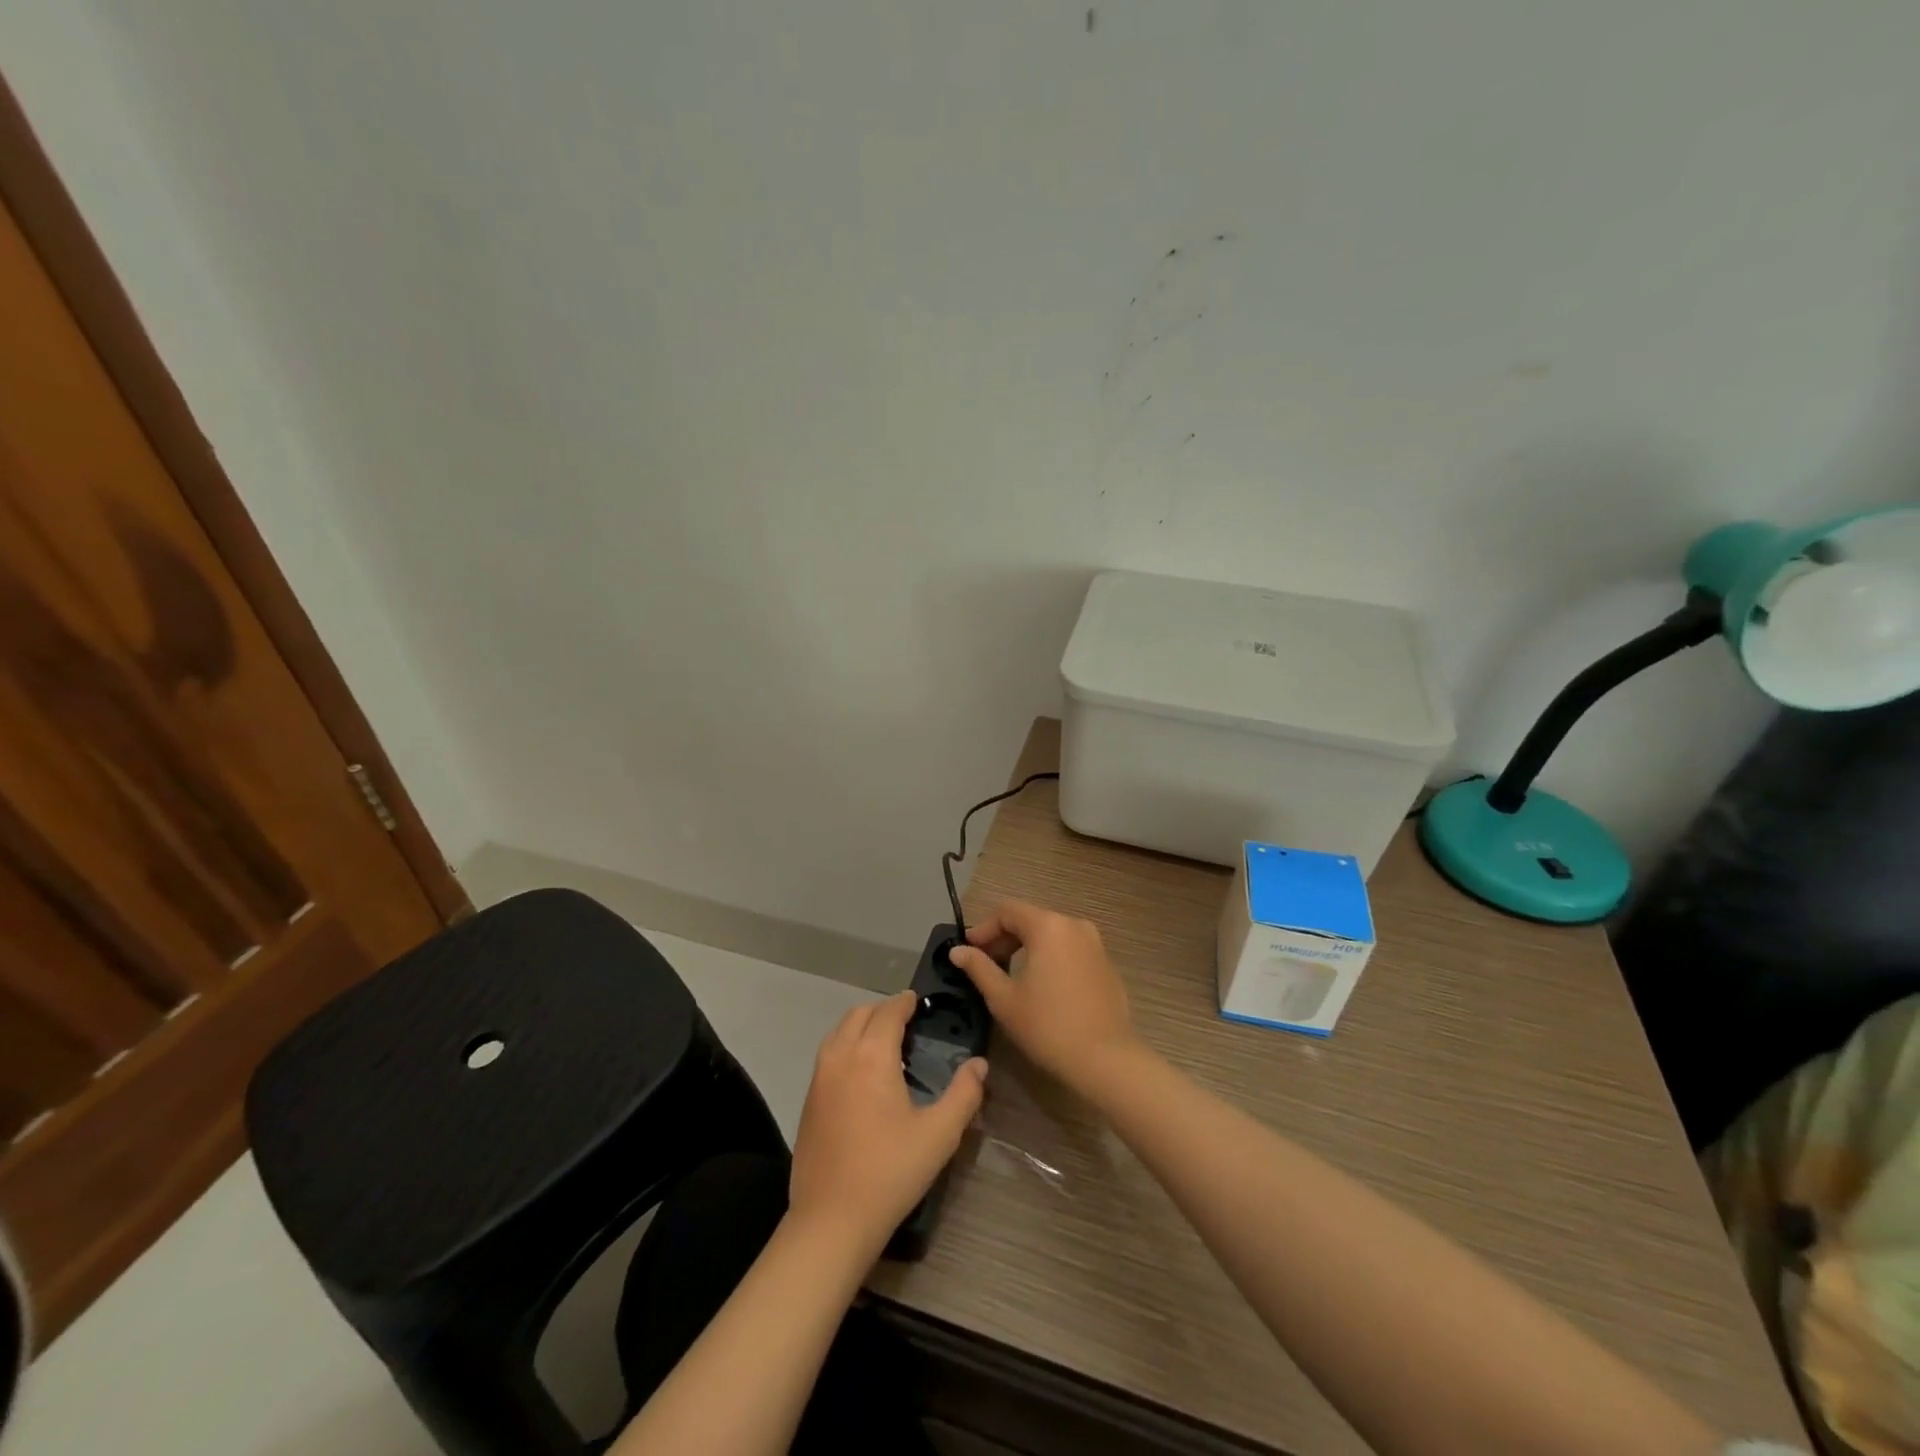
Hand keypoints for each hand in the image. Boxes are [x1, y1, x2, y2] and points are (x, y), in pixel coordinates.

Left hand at [788, 992, 986, 1255]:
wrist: (831, 1220)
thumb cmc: (889, 1172)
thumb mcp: (939, 1134)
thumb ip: (964, 1094)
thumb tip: (979, 1064)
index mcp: (872, 1055)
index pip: (888, 1012)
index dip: (905, 1002)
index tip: (918, 1001)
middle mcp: (841, 1056)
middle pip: (859, 1014)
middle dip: (883, 1010)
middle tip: (907, 1021)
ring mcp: (819, 1077)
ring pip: (839, 1032)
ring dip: (861, 1025)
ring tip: (885, 1043)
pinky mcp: (809, 1100)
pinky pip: (828, 1054)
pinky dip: (846, 1046)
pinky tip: (863, 1073)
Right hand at [948, 901, 1142, 1095]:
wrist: (1105, 1059)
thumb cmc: (1047, 1026)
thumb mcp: (1004, 998)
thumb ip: (979, 968)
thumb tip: (958, 951)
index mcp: (1048, 926)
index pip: (1008, 911)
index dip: (984, 928)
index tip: (968, 950)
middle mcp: (1074, 925)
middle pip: (1031, 919)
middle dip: (1005, 937)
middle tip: (985, 963)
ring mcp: (1095, 944)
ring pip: (1052, 934)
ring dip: (1028, 947)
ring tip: (1011, 974)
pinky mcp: (1106, 964)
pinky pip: (1071, 950)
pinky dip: (1051, 957)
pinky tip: (1043, 985)